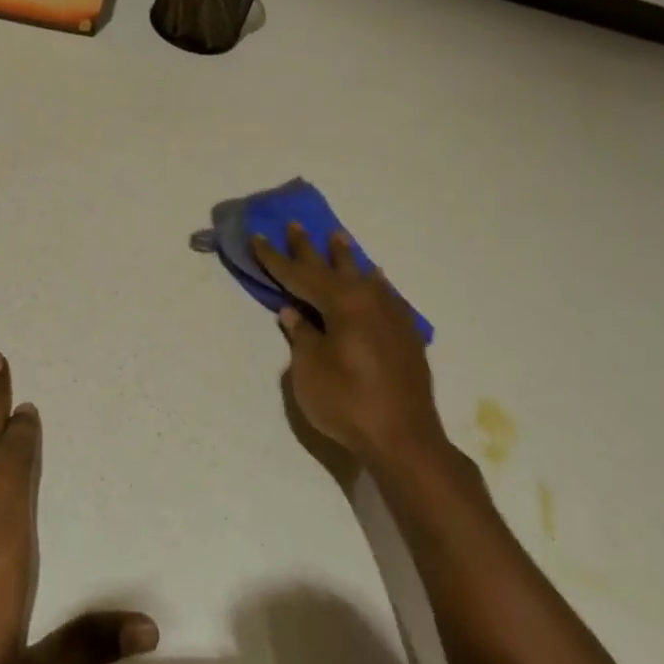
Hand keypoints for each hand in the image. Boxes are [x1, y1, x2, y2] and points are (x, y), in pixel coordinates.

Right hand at [254, 226, 446, 464]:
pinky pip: (384, 295)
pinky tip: (375, 279)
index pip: (300, 275)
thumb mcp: (309, 370)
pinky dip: (372, 283)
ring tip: (338, 238)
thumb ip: (302, 336)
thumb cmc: (348, 403)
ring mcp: (391, 316)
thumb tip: (294, 312)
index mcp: (343, 303)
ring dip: (346, 259)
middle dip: (310, 249)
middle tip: (295, 225)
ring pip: (363, 277)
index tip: (258, 236)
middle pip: (333, 268)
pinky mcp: (405, 335)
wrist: (404, 438)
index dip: (276, 259)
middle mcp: (369, 300)